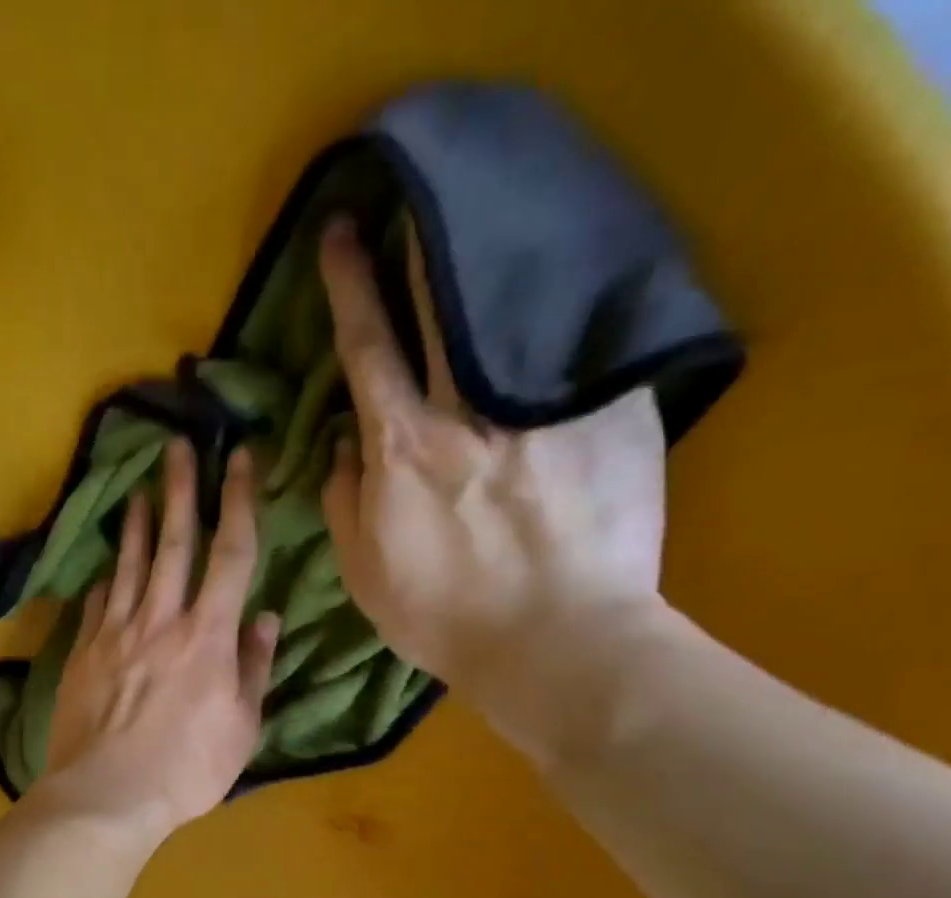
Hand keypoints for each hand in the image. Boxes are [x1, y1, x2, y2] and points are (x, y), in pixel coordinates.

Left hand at [35, 439, 280, 842]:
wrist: (106, 794)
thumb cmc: (186, 770)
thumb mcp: (240, 726)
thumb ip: (253, 668)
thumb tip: (264, 618)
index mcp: (208, 635)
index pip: (230, 552)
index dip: (237, 500)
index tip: (239, 460)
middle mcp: (161, 619)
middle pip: (172, 542)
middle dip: (179, 489)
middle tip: (177, 445)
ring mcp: (116, 633)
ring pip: (127, 564)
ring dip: (134, 523)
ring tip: (137, 489)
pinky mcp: (84, 652)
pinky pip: (96, 603)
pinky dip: (104, 579)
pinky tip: (104, 568)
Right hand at [317, 215, 668, 756]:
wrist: (555, 641)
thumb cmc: (443, 616)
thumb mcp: (364, 570)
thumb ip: (345, 499)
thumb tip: (342, 442)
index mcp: (403, 446)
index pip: (368, 346)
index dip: (351, 284)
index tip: (341, 233)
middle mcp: (470, 410)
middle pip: (443, 306)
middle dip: (422, 246)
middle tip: (416, 202)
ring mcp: (543, 407)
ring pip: (512, 313)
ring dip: (490, 267)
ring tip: (482, 237)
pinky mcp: (609, 416)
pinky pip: (580, 352)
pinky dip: (563, 319)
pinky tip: (558, 302)